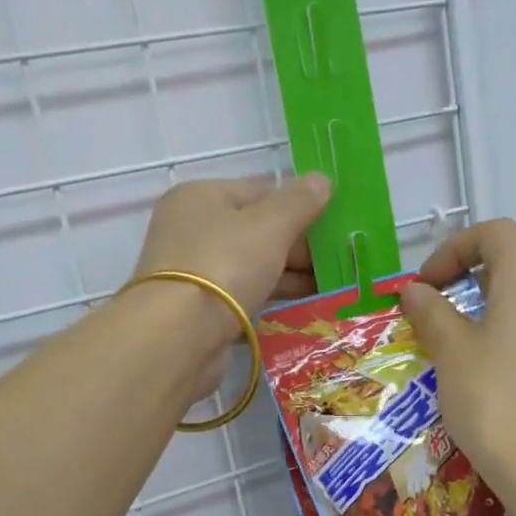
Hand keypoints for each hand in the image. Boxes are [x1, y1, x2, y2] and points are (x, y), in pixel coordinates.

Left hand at [131, 174, 331, 396]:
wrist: (178, 335)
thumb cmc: (224, 264)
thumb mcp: (270, 226)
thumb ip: (299, 202)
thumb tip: (322, 180)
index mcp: (201, 196)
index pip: (260, 191)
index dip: (299, 207)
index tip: (333, 228)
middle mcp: (191, 228)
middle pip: (255, 230)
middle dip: (298, 247)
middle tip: (337, 263)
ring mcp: (192, 270)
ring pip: (250, 265)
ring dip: (289, 275)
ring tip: (329, 287)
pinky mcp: (197, 308)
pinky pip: (242, 295)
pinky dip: (269, 297)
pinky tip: (301, 307)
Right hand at [399, 220, 515, 493]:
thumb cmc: (492, 398)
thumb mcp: (451, 351)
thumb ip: (431, 311)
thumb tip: (416, 291)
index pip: (497, 233)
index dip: (455, 247)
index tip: (427, 284)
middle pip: (509, 263)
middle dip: (462, 277)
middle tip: (429, 310)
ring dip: (476, 308)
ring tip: (444, 342)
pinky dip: (496, 333)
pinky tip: (474, 370)